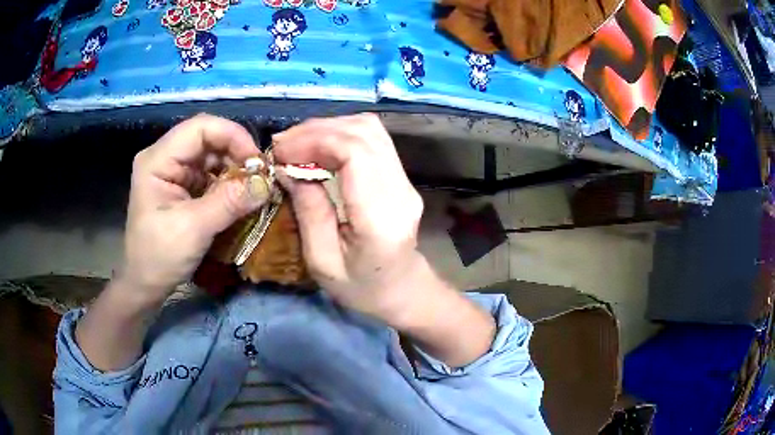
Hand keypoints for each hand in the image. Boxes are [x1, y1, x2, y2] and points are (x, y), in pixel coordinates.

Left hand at [120, 114, 266, 304]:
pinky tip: (240, 197)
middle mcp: (165, 157)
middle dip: (237, 154)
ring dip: (235, 169)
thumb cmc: (159, 257)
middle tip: (260, 177)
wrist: (145, 284)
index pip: (200, 127)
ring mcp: (174, 172)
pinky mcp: (182, 186)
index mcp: (157, 160)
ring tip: (253, 189)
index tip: (257, 162)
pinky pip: (211, 174)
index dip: (232, 136)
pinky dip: (229, 183)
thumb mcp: (193, 230)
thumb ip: (229, 203)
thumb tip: (267, 184)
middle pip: (208, 138)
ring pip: (212, 155)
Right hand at [273, 114, 426, 322]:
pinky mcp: (401, 176)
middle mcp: (400, 191)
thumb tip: (288, 168)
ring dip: (328, 129)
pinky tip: (317, 147)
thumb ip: (308, 212)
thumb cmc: (361, 288)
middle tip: (282, 146)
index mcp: (381, 218)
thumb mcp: (322, 262)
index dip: (315, 141)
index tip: (281, 152)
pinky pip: (371, 140)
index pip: (356, 153)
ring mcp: (405, 180)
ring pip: (369, 129)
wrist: (402, 290)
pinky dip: (340, 134)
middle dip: (316, 131)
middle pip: (363, 133)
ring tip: (295, 144)